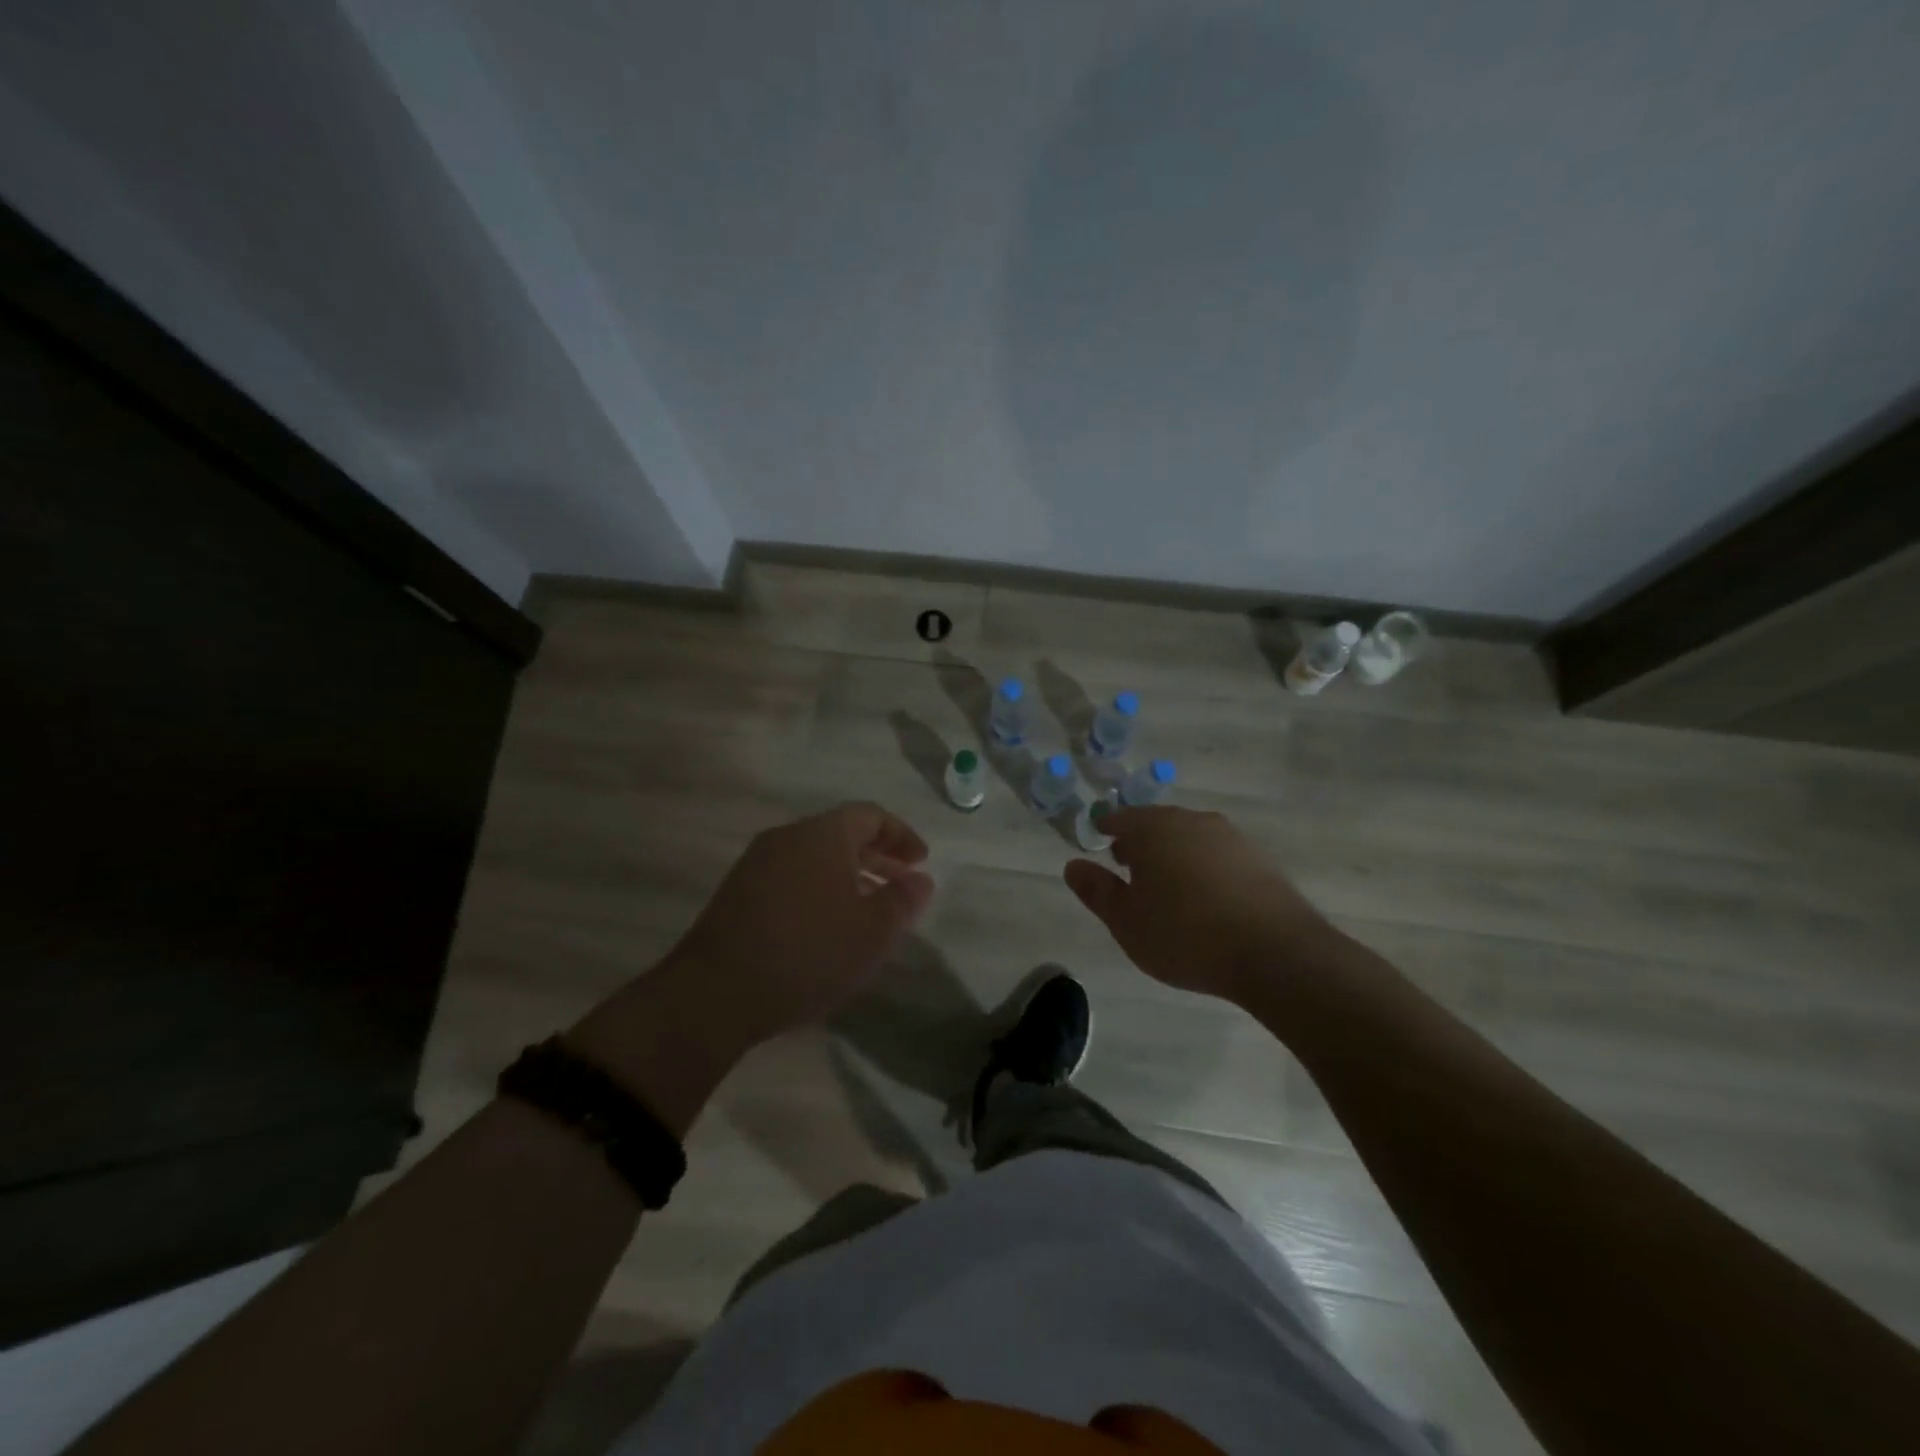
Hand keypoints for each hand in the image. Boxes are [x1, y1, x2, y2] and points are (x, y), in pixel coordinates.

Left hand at [568, 804, 933, 1132]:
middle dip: (876, 856)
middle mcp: (787, 837)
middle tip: (900, 885)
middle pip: (841, 833)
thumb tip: (920, 879)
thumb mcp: (872, 931)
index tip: (921, 863)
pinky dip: (819, 890)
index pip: (870, 815)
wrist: (715, 993)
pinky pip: (791, 877)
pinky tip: (826, 927)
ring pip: (814, 857)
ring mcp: (756, 864)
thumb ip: (902, 900)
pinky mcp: (737, 894)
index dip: (901, 836)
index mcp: (822, 834)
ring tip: (867, 909)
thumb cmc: (808, 952)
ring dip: (848, 876)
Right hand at [1063, 806, 1334, 1004]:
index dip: (1105, 831)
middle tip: (1128, 869)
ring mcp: (1230, 837)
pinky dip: (1203, 867)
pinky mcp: (1259, 859)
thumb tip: (1073, 865)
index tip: (1099, 846)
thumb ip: (1097, 890)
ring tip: (1167, 888)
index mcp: (1154, 829)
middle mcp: (1192, 821)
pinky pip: (1217, 855)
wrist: (1275, 953)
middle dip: (1139, 842)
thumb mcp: (1126, 921)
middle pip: (1156, 823)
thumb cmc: (1185, 935)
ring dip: (1173, 854)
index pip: (1119, 818)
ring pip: (1189, 837)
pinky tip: (1205, 898)